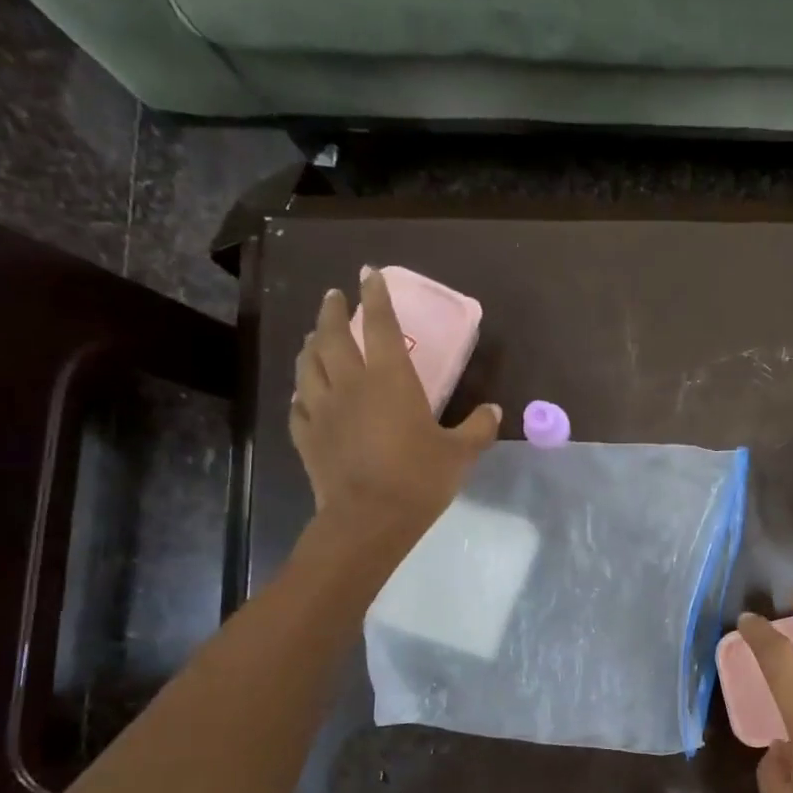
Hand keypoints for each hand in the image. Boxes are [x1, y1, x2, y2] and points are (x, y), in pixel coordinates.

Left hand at [289, 266, 499, 537]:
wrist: (368, 519)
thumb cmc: (419, 480)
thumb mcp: (460, 454)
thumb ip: (478, 428)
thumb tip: (494, 410)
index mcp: (390, 379)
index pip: (382, 325)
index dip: (376, 296)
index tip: (369, 273)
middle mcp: (350, 383)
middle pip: (333, 335)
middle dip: (333, 310)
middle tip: (334, 297)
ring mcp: (322, 408)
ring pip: (308, 363)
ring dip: (311, 343)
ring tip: (315, 335)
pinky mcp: (306, 434)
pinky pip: (298, 404)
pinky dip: (301, 391)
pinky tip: (303, 392)